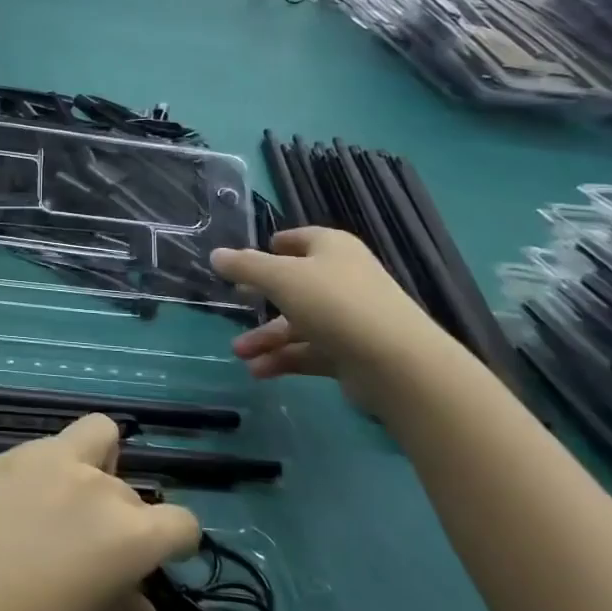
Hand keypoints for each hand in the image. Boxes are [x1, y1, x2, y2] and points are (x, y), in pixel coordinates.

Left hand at [0, 416, 200, 610]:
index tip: (152, 566)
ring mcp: (42, 458)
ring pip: (94, 437)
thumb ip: (110, 606)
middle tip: (90, 556)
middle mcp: (91, 483)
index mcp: (124, 533)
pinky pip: (44, 450)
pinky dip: (46, 471)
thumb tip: (136, 604)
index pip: (180, 523)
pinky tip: (11, 510)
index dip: (174, 546)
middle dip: (123, 520)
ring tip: (58, 512)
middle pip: (130, 491)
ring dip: (93, 467)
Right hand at [211, 228, 449, 409]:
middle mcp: (342, 279)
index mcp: (332, 250)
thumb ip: (245, 266)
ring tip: (238, 352)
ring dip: (266, 337)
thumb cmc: (334, 303)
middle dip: (260, 297)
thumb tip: (216, 254)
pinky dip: (283, 359)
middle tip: (234, 301)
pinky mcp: (350, 352)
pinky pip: (309, 351)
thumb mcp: (280, 278)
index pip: (299, 239)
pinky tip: (257, 371)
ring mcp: (348, 317)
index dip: (272, 247)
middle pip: (294, 284)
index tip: (245, 260)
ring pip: (298, 323)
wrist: (395, 362)